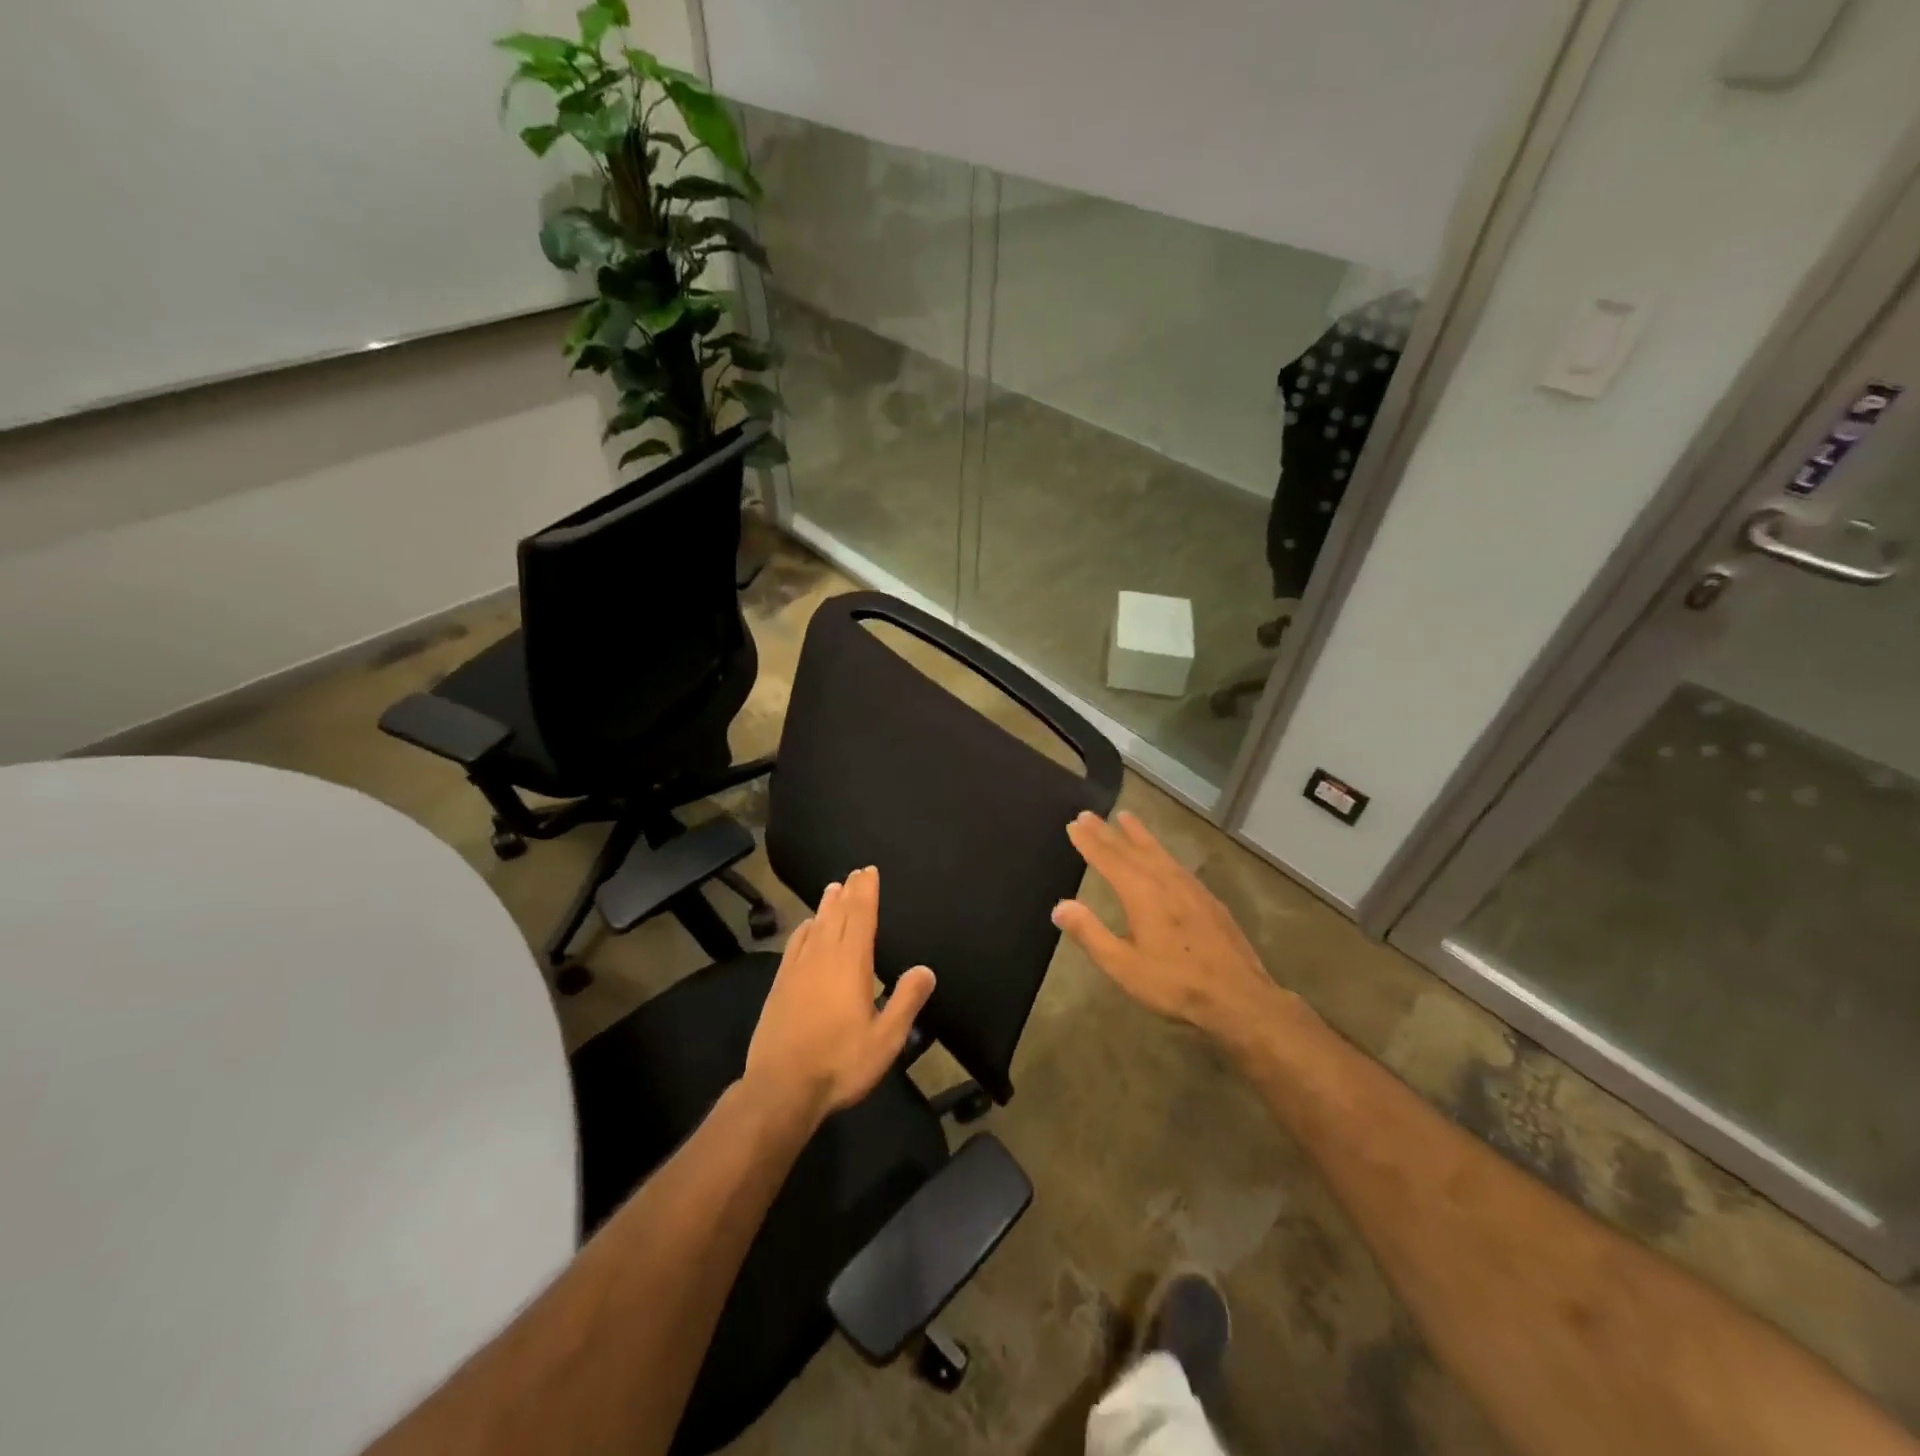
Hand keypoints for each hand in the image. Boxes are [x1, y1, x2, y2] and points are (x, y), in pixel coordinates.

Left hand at [745, 866, 936, 1126]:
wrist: (781, 1088)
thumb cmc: (840, 1062)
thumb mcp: (886, 1038)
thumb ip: (906, 1000)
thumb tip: (925, 969)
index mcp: (851, 963)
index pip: (860, 916)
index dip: (866, 891)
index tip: (869, 871)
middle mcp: (823, 956)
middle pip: (837, 914)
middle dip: (849, 892)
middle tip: (856, 873)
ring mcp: (797, 969)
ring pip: (815, 926)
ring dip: (826, 906)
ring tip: (833, 888)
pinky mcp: (779, 985)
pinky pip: (794, 945)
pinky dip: (804, 929)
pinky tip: (806, 927)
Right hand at [1054, 809, 1285, 1038]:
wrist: (1239, 996)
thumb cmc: (1175, 983)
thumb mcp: (1123, 965)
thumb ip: (1090, 933)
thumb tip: (1060, 906)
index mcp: (1141, 893)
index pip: (1109, 859)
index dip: (1089, 841)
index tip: (1074, 823)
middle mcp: (1165, 880)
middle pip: (1131, 849)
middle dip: (1107, 832)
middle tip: (1088, 814)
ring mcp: (1190, 887)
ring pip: (1158, 851)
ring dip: (1138, 834)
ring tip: (1125, 818)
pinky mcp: (1207, 899)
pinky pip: (1175, 863)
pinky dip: (1160, 850)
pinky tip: (1162, 857)